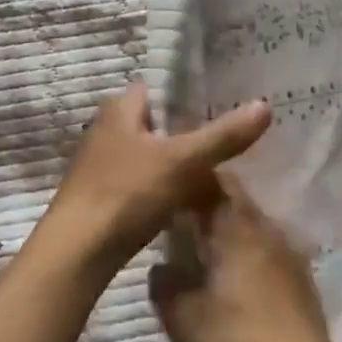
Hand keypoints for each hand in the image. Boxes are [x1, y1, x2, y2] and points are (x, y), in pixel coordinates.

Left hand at [39, 81, 271, 280]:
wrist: (76, 253)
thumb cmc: (126, 193)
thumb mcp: (182, 162)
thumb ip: (222, 136)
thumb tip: (265, 106)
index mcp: (119, 110)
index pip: (157, 88)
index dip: (186, 94)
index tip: (221, 104)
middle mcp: (105, 130)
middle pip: (154, 124)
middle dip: (184, 132)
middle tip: (224, 142)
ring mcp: (100, 165)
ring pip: (147, 155)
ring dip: (173, 163)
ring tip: (211, 174)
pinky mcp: (101, 197)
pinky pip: (139, 183)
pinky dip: (160, 189)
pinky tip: (183, 204)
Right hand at [149, 187, 341, 341]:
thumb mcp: (182, 318)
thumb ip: (165, 284)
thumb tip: (161, 266)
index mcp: (237, 226)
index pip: (213, 182)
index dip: (190, 182)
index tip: (167, 192)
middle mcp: (268, 230)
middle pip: (235, 203)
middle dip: (208, 208)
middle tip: (179, 225)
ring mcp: (291, 256)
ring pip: (253, 229)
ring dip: (230, 235)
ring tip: (204, 256)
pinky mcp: (304, 285)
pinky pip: (268, 255)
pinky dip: (249, 259)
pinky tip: (234, 285)